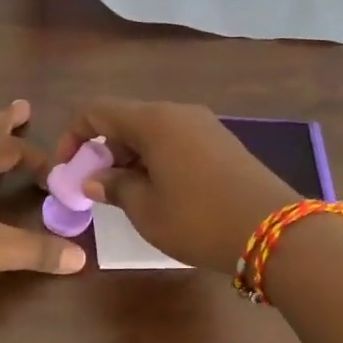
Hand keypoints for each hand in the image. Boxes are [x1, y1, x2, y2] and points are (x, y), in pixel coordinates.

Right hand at [48, 99, 299, 271]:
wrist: (274, 231)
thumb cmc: (198, 219)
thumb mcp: (146, 209)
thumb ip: (115, 187)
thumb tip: (95, 178)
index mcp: (153, 120)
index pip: (96, 111)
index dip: (73, 136)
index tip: (68, 170)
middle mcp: (178, 112)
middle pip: (126, 119)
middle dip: (103, 150)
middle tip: (97, 188)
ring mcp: (205, 126)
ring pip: (152, 132)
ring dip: (131, 157)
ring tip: (127, 195)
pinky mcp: (223, 143)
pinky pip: (176, 141)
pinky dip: (157, 160)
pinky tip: (161, 192)